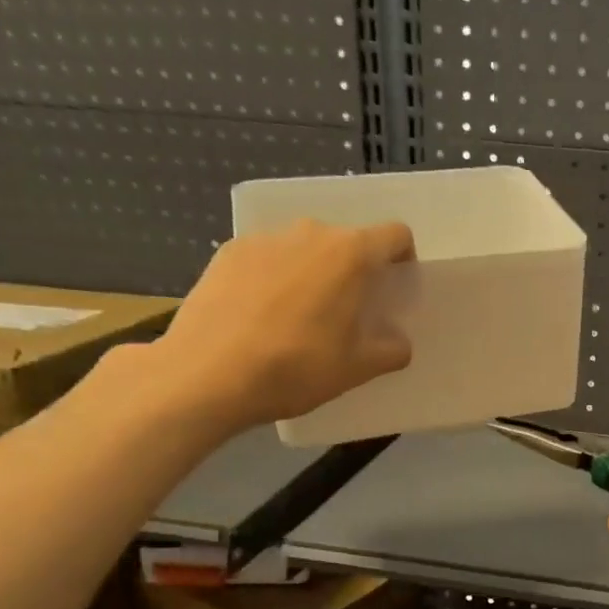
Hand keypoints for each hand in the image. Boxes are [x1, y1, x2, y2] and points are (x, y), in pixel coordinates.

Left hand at [145, 219, 414, 434]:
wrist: (207, 375)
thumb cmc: (296, 368)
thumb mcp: (357, 368)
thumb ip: (391, 350)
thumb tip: (397, 342)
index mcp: (350, 254)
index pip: (395, 235)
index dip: (402, 260)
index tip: (393, 292)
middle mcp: (309, 233)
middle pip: (347, 241)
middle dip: (355, 271)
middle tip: (348, 314)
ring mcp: (264, 239)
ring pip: (305, 249)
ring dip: (314, 274)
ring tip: (301, 317)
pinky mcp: (228, 252)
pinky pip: (268, 259)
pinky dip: (275, 279)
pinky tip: (262, 317)